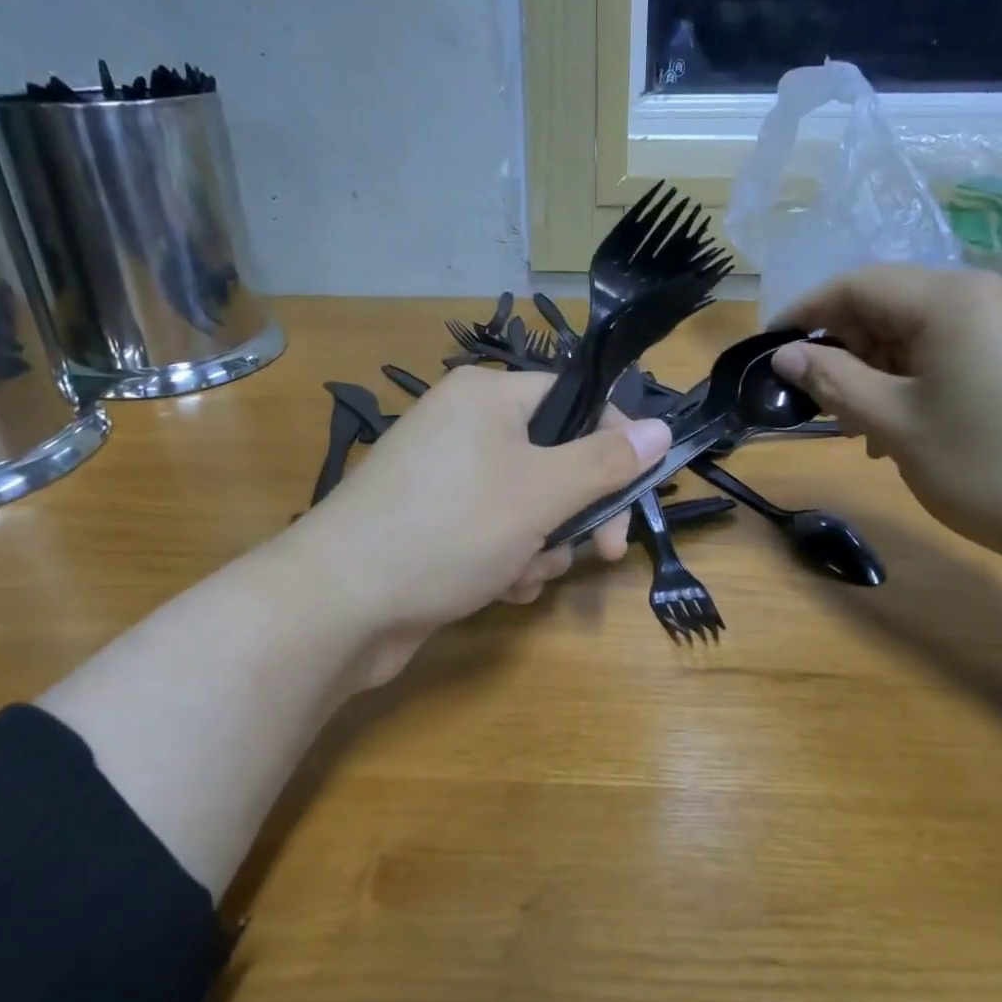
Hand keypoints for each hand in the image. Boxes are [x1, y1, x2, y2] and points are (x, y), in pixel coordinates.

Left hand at [292, 367, 670, 684]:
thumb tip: (661, 428)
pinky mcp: (435, 526)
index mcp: (487, 396)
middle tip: (603, 552)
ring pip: (531, 506)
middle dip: (577, 512)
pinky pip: (496, 533)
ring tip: (519, 573)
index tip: (636, 493)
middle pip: (556, 459)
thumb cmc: (449, 529)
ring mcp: (447, 480)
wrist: (339, 605)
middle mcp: (466, 428)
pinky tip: (496, 588)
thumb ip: (606, 461)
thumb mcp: (541, 492)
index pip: (576, 399)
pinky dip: (507, 562)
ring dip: (541, 546)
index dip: (613, 443)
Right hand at [772, 264, 1001, 568]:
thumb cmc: (992, 467)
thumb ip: (833, 381)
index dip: (805, 313)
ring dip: (879, 372)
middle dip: (845, 349)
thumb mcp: (896, 424)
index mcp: (951, 299)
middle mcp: (987, 296)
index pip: (856, 285)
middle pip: (891, 305)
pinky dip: (919, 381)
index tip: (768, 351)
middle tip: (818, 404)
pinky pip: (956, 353)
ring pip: (922, 334)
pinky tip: (912, 428)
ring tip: (862, 428)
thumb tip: (785, 355)